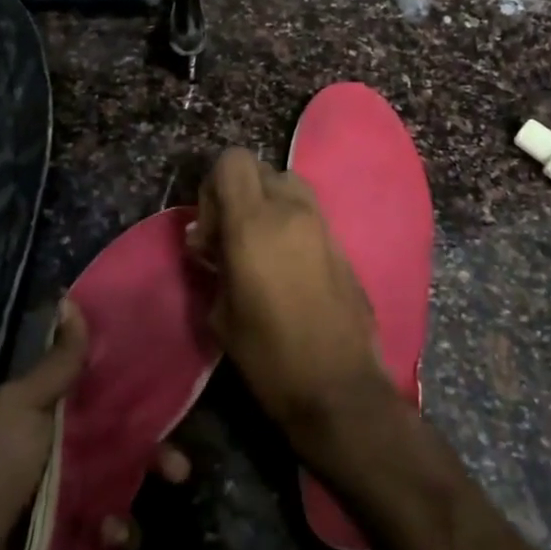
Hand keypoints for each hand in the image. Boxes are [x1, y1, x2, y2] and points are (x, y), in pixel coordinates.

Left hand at [0, 300, 188, 549]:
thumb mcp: (22, 407)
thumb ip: (58, 363)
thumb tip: (71, 300)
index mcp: (52, 415)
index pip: (104, 392)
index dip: (136, 385)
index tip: (172, 377)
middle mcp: (67, 453)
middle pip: (126, 439)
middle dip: (158, 445)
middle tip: (179, 459)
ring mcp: (75, 499)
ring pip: (130, 481)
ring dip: (150, 482)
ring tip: (169, 485)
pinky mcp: (80, 541)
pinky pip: (118, 530)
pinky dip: (121, 531)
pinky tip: (109, 534)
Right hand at [187, 149, 387, 435]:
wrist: (338, 388)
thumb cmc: (269, 355)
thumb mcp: (221, 313)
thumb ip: (212, 264)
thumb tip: (208, 243)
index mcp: (254, 224)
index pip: (232, 161)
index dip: (213, 186)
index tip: (210, 229)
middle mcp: (292, 212)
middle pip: (260, 168)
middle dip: (239, 194)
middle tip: (230, 238)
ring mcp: (323, 225)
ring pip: (289, 185)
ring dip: (268, 204)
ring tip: (258, 248)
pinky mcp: (342, 244)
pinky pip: (309, 213)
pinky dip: (291, 223)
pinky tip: (285, 266)